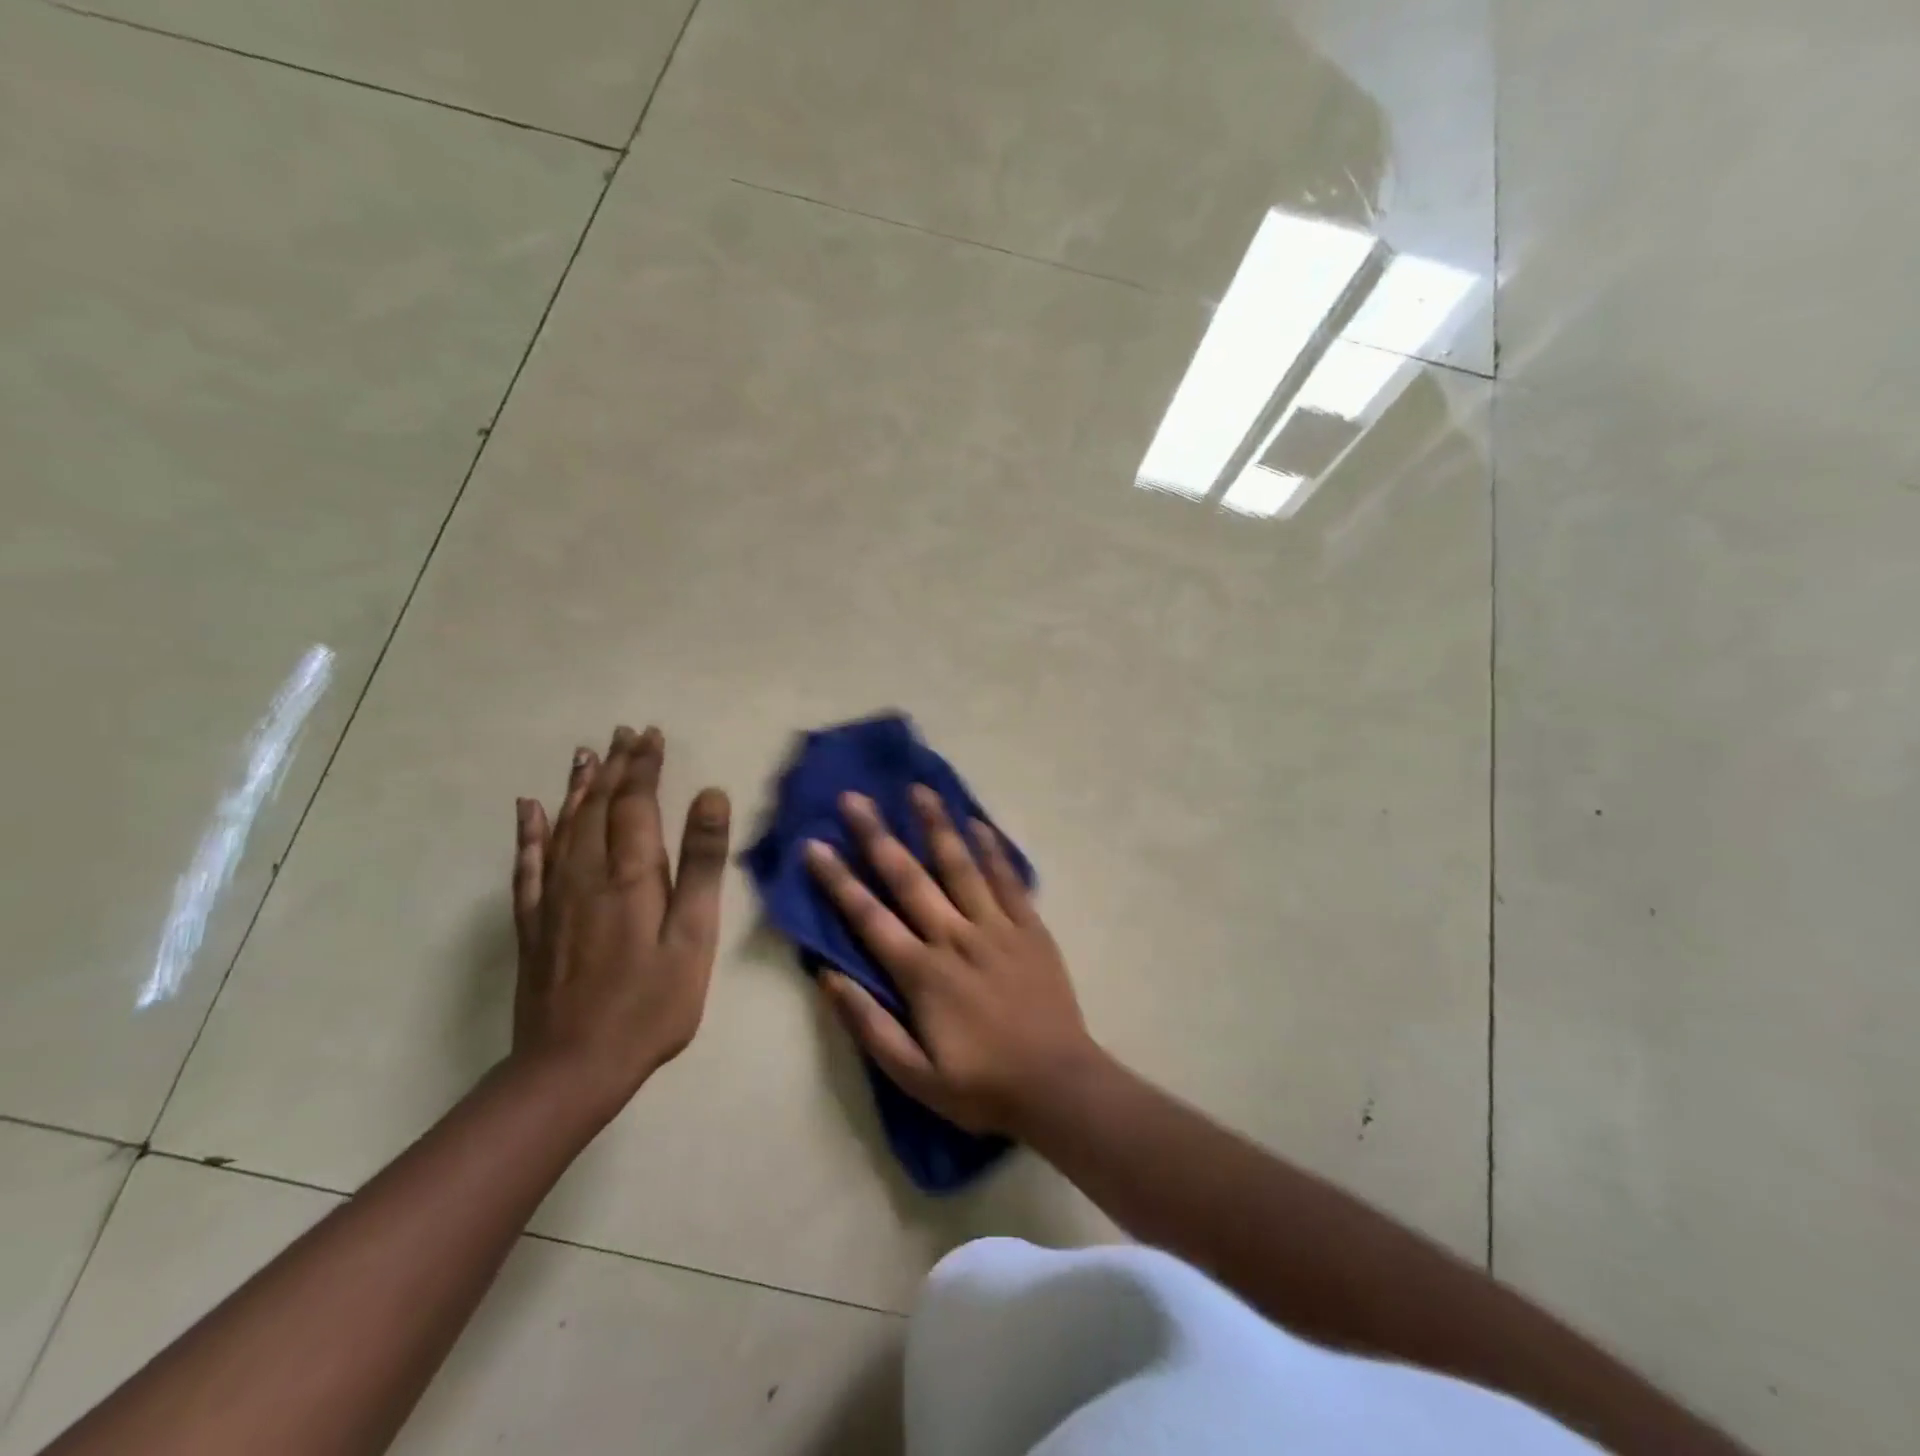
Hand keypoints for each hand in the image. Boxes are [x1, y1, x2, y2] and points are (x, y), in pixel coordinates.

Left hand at [510, 726, 730, 1115]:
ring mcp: (554, 898)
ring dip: (578, 787)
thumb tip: (710, 796)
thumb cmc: (652, 1003)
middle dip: (615, 766)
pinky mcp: (534, 923)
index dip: (644, 766)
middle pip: (599, 806)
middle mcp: (586, 873)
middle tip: (625, 733)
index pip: (635, 802)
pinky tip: (528, 809)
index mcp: (630, 874)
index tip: (652, 735)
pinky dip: (529, 832)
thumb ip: (701, 864)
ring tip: (587, 754)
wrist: (573, 1067)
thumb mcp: (694, 935)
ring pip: (564, 826)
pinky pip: (527, 865)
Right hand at [804, 786, 1099, 1135]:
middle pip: (909, 877)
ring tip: (918, 789)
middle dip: (878, 835)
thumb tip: (828, 976)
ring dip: (936, 825)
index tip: (815, 844)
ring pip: (961, 865)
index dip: (838, 880)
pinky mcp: (1030, 927)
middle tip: (854, 798)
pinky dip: (993, 849)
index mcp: (922, 971)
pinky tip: (979, 823)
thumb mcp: (912, 1075)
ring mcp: (996, 926)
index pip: (869, 916)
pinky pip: (1008, 879)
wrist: (1057, 1086)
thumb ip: (868, 1024)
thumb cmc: (980, 1086)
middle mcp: (955, 936)